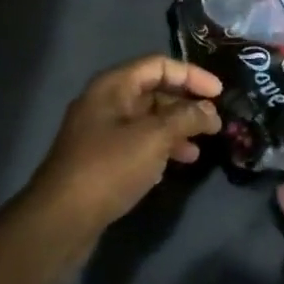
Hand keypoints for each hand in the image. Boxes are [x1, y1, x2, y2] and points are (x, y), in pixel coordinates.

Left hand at [27, 56, 222, 241]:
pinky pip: (136, 144)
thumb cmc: (109, 167)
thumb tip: (210, 111)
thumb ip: (186, 118)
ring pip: (146, 121)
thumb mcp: (154, 137)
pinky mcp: (100, 160)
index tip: (220, 94)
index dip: (192, 75)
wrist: (62, 217)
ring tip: (198, 150)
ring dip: (176, 130)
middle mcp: (104, 103)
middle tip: (214, 124)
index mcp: (113, 86)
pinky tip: (174, 166)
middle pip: (153, 92)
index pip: (159, 65)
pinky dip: (159, 149)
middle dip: (186, 106)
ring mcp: (100, 133)